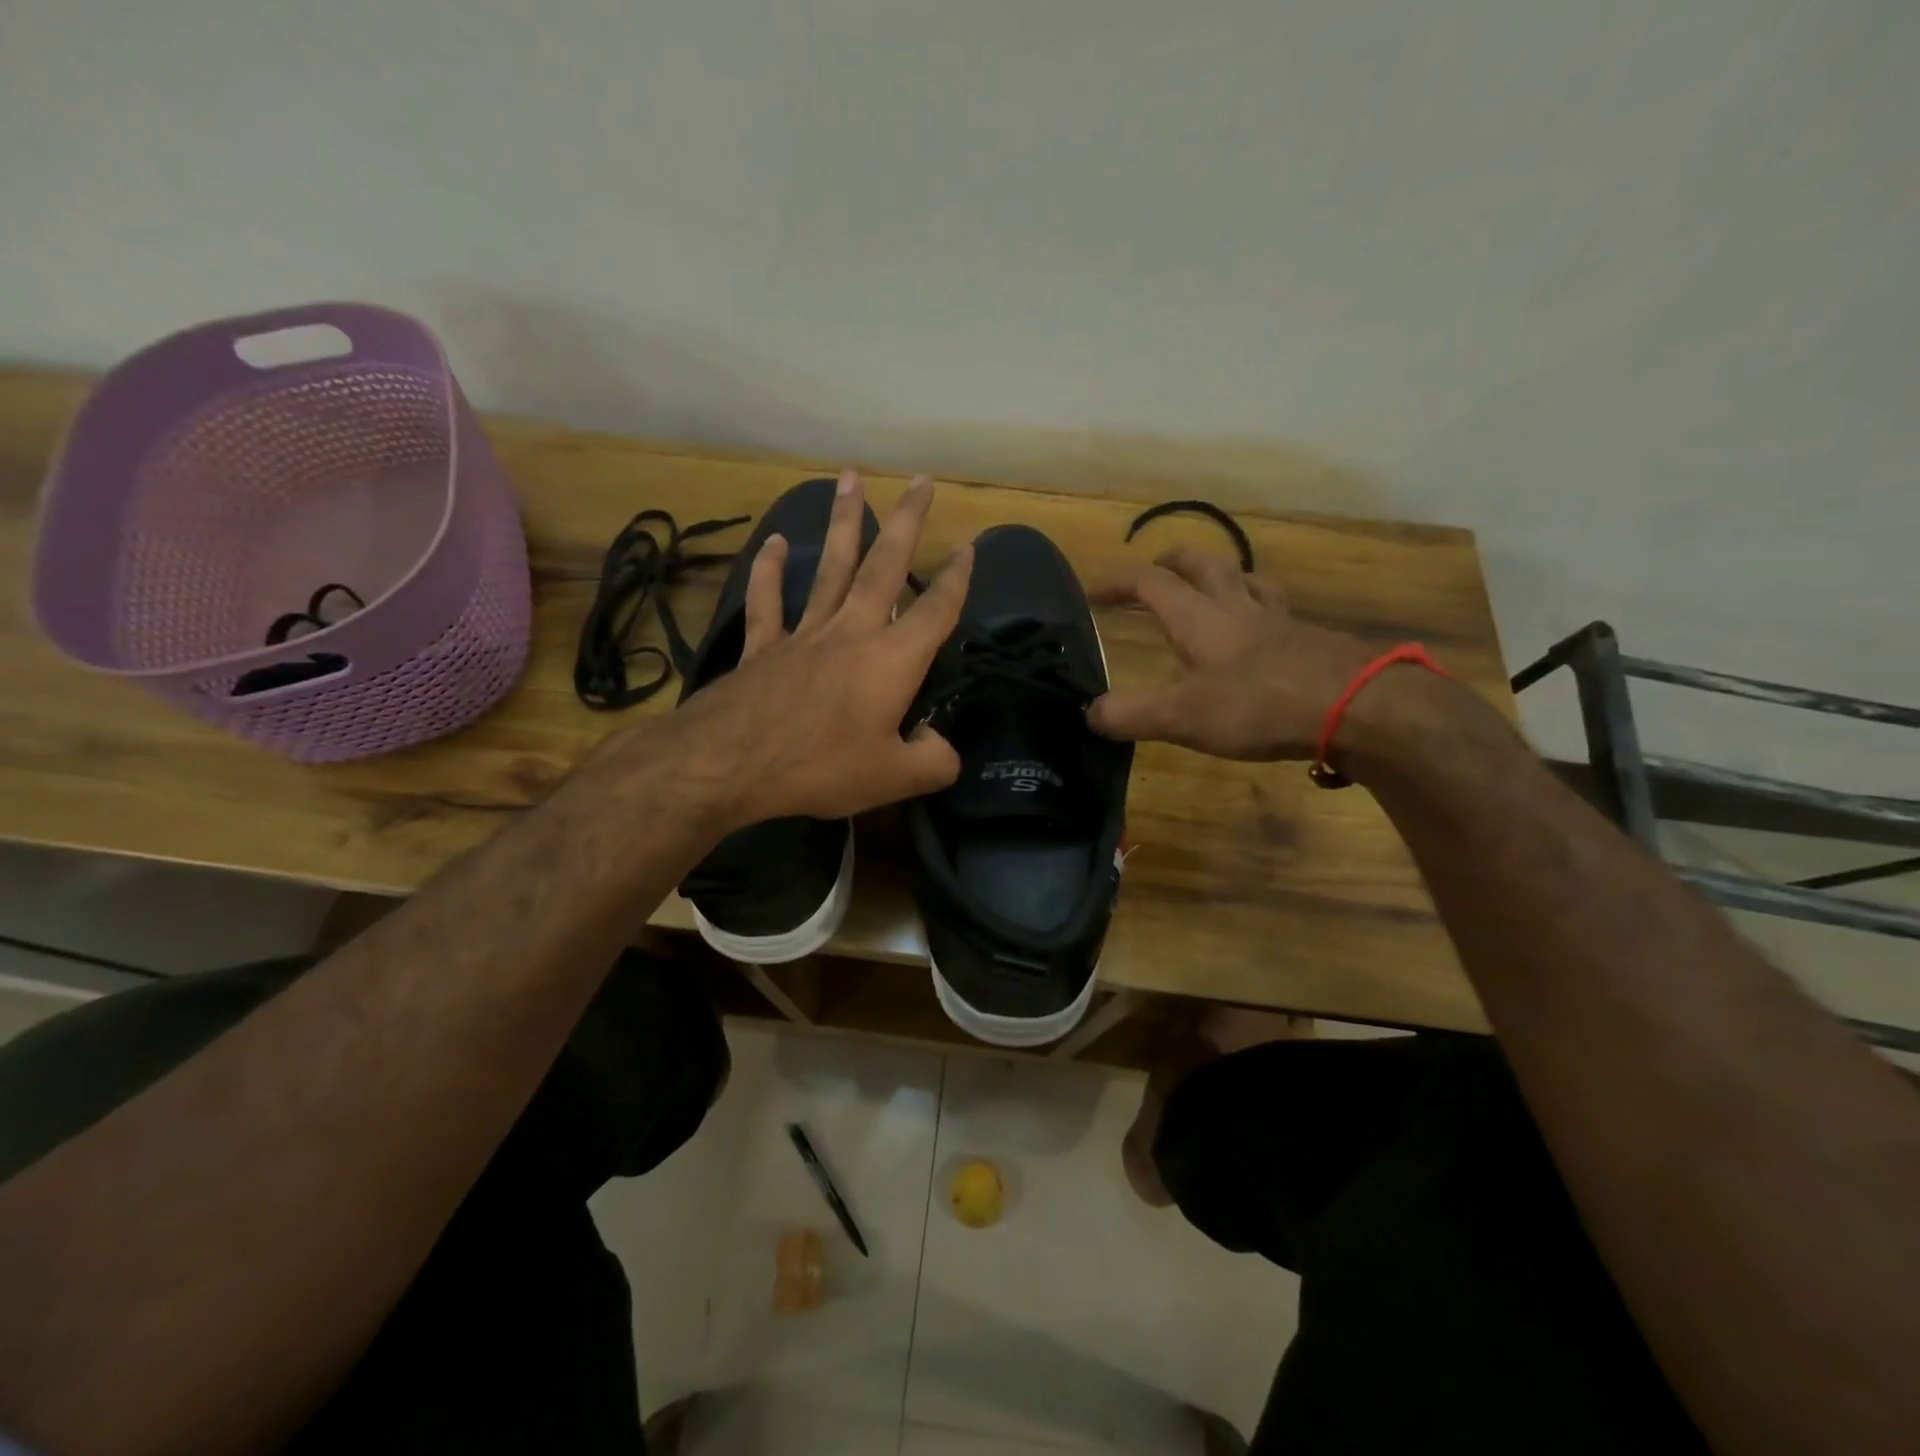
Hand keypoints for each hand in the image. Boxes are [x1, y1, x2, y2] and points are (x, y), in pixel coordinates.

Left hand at [670, 469, 971, 824]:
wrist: (731, 763)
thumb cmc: (821, 766)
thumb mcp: (894, 778)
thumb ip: (933, 761)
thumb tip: (941, 746)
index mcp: (892, 659)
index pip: (936, 610)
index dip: (957, 578)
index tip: (968, 546)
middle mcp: (852, 632)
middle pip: (885, 566)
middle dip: (907, 521)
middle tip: (921, 479)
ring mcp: (805, 634)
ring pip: (830, 568)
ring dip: (843, 522)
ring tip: (850, 478)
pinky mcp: (764, 647)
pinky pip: (767, 602)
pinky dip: (768, 571)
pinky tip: (772, 542)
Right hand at [1087, 547, 1379, 761]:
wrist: (1354, 705)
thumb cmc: (1258, 705)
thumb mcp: (1182, 717)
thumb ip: (1131, 714)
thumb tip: (1089, 713)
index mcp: (1198, 617)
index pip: (1149, 582)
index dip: (1117, 582)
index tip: (1092, 592)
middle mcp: (1236, 606)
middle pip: (1203, 563)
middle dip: (1173, 560)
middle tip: (1156, 569)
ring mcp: (1278, 620)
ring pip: (1246, 579)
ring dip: (1222, 576)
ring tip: (1211, 588)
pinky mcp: (1308, 639)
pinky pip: (1276, 609)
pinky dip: (1259, 608)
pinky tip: (1262, 631)